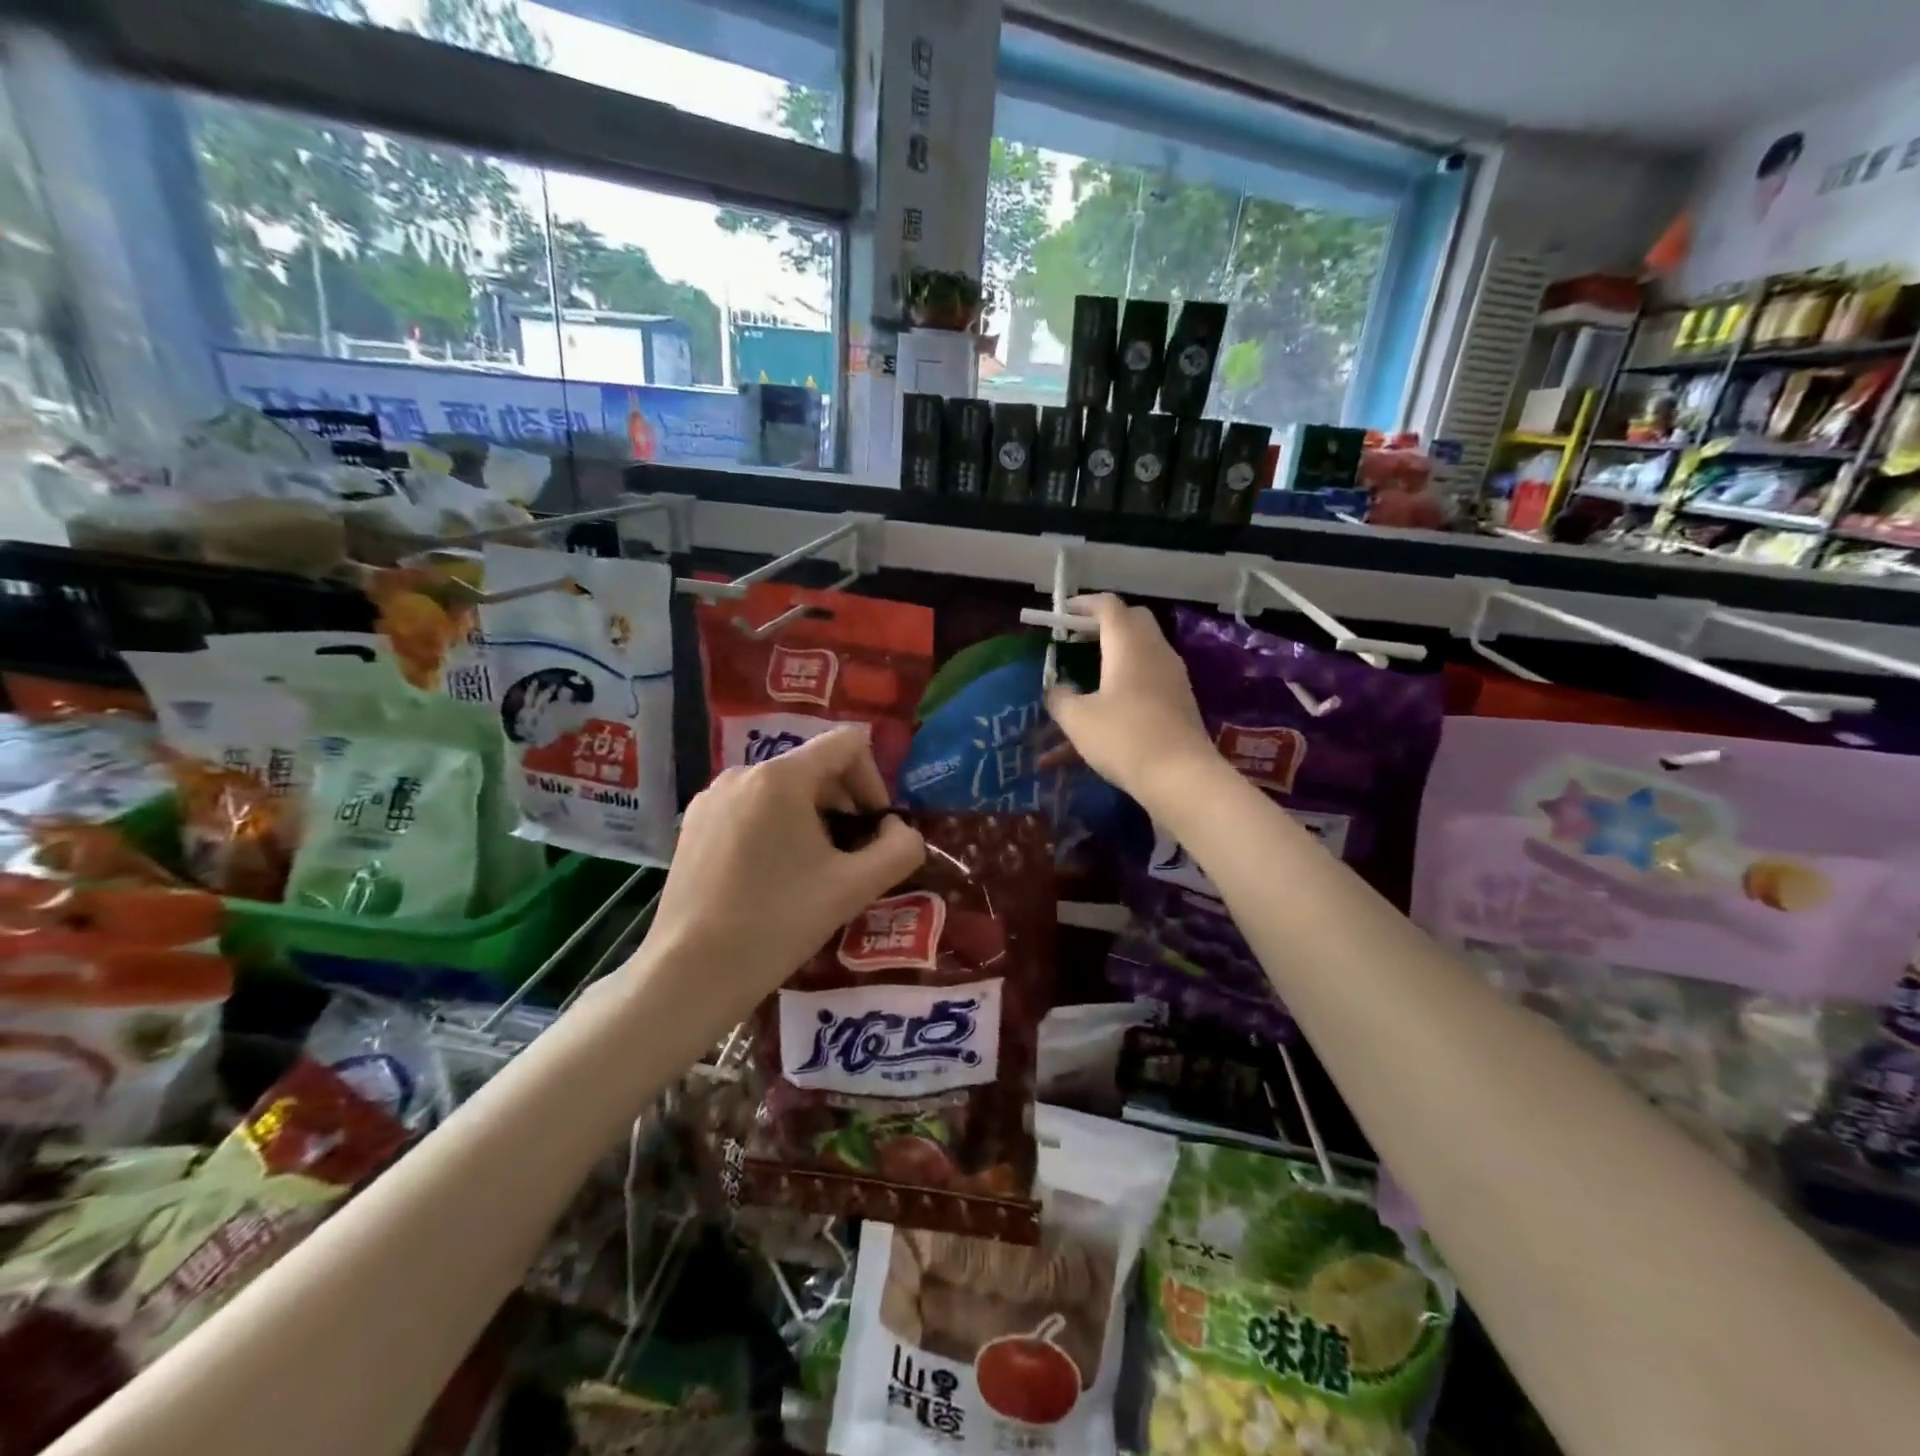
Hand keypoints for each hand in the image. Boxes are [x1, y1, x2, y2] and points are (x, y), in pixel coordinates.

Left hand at [642, 727, 925, 1017]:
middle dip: (845, 805)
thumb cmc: (777, 923)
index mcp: (781, 777)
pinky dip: (777, 828)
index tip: (874, 830)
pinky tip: (774, 877)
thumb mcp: (854, 888)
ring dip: (813, 819)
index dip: (874, 781)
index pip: (848, 744)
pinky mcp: (693, 823)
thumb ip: (899, 850)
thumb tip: (899, 830)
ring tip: (813, 872)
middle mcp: (743, 772)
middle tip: (851, 858)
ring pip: (783, 789)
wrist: (690, 972)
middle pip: (815, 767)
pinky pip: (752, 807)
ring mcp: (712, 797)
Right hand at [1044, 594, 1214, 808]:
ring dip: (1115, 654)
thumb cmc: (1124, 738)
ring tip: (1087, 673)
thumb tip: (1056, 689)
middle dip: (1104, 623)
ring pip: (1142, 650)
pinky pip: (1149, 678)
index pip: (1108, 606)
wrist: (1180, 776)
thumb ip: (1060, 698)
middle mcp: (1155, 651)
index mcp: (1128, 645)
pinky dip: (1126, 682)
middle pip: (1132, 621)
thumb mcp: (1078, 719)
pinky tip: (1106, 709)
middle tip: (1077, 638)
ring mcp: (1172, 676)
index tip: (1063, 613)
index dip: (1084, 604)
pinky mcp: (1179, 700)